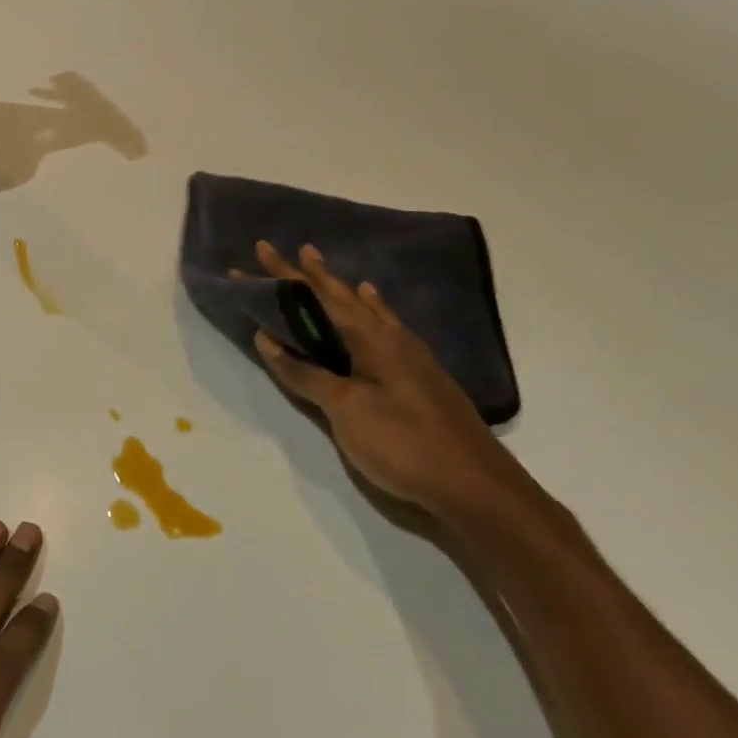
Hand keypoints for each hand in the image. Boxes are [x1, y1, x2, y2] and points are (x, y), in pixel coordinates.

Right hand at [249, 243, 534, 527]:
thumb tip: (267, 338)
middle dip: (309, 274)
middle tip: (288, 249)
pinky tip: (373, 305)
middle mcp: (391, 335)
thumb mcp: (345, 409)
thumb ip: (306, 373)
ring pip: (364, 308)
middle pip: (341, 296)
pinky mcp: (418, 374)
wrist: (476, 487)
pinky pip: (384, 325)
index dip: (285, 275)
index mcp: (371, 337)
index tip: (261, 249)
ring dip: (339, 288)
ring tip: (322, 268)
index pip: (317, 296)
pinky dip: (370, 308)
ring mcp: (409, 354)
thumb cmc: (404, 444)